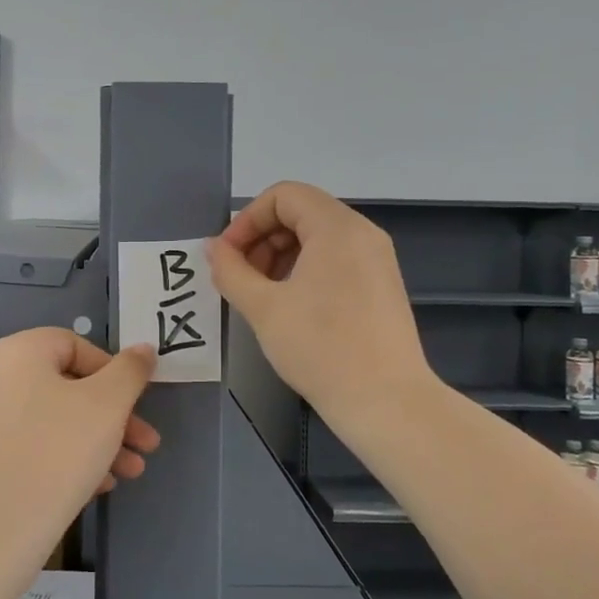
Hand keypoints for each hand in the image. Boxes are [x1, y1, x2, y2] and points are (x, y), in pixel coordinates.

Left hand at [0, 329, 160, 535]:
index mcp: (18, 352)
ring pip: (56, 419)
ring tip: (131, 472)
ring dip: (99, 441)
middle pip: (69, 386)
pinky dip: (68, 458)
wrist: (0, 528)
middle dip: (115, 416)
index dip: (113, 373)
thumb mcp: (109, 403)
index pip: (76, 345)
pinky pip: (35, 445)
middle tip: (146, 444)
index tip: (136, 404)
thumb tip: (143, 349)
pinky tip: (99, 486)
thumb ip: (131, 371)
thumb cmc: (59, 450)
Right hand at [209, 182, 431, 428]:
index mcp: (337, 228)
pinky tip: (289, 306)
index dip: (247, 220)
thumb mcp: (263, 308)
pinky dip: (304, 269)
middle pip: (301, 212)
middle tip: (240, 278)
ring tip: (261, 295)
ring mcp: (376, 259)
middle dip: (261, 238)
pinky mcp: (381, 284)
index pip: (283, 195)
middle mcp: (362, 233)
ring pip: (317, 237)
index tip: (228, 257)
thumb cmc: (320, 348)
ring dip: (279, 255)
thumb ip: (231, 271)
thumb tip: (213, 248)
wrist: (385, 402)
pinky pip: (336, 258)